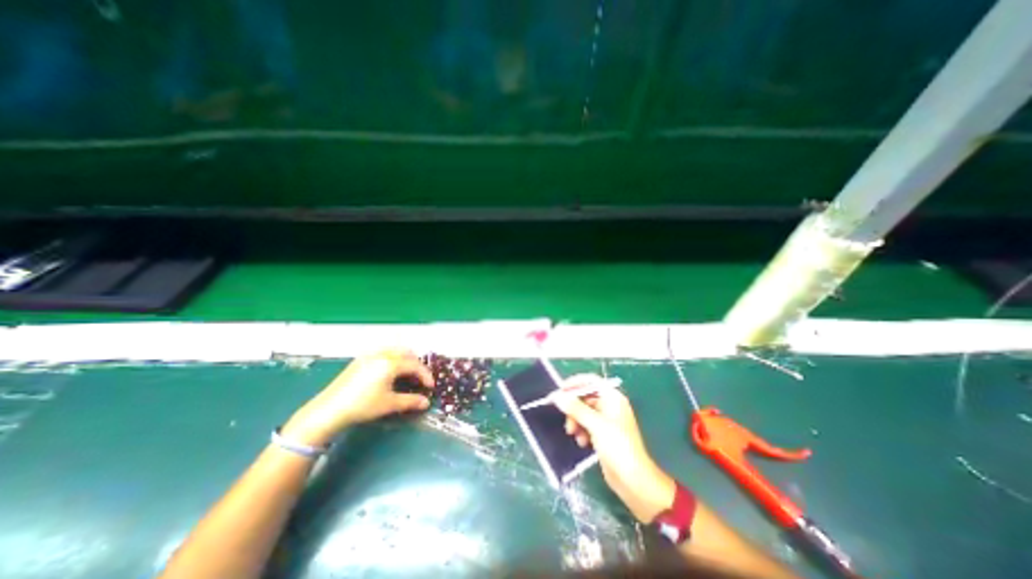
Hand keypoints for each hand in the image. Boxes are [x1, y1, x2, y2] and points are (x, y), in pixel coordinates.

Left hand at [280, 348, 432, 448]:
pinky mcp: (360, 359)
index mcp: (391, 363)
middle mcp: (382, 354)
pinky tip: (390, 370)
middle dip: (417, 364)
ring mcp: (370, 354)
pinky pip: (383, 351)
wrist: (329, 410)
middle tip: (420, 379)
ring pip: (395, 349)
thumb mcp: (389, 404)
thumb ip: (411, 401)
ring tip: (407, 373)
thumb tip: (426, 402)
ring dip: (405, 358)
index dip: (425, 375)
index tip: (430, 386)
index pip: (415, 365)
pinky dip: (393, 356)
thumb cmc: (362, 406)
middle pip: (407, 353)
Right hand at [556, 375, 678, 524]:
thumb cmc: (618, 447)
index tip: (560, 390)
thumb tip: (558, 396)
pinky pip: (587, 425)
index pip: (591, 381)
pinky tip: (582, 442)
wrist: (633, 480)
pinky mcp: (603, 434)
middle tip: (565, 418)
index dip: (575, 383)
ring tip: (573, 433)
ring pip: (584, 412)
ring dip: (576, 420)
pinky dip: (581, 431)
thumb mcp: (595, 424)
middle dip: (574, 407)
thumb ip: (575, 408)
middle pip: (586, 397)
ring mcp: (607, 420)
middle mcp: (610, 406)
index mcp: (613, 398)